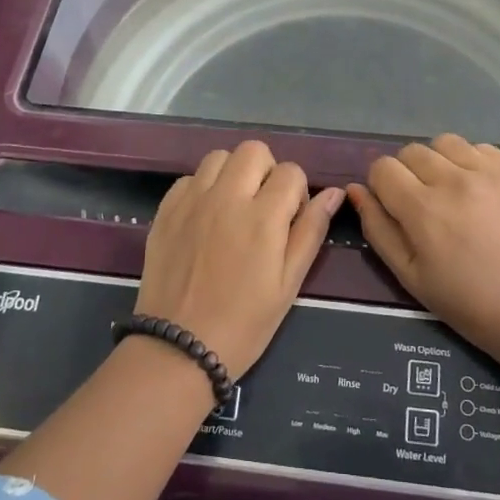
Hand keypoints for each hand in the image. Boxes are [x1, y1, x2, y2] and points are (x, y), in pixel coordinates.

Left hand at [139, 141, 344, 381]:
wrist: (179, 348)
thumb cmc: (244, 323)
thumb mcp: (288, 283)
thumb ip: (311, 232)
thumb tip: (333, 193)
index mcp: (263, 217)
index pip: (291, 171)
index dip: (297, 192)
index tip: (290, 220)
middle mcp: (226, 197)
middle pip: (253, 151)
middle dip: (266, 171)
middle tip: (263, 207)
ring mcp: (192, 201)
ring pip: (219, 157)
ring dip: (233, 174)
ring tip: (233, 208)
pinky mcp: (166, 210)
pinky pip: (190, 178)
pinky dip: (203, 188)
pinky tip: (205, 219)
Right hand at [348, 134, 499, 362]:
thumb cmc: (470, 304)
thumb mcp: (410, 276)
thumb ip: (378, 228)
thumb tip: (356, 190)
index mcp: (423, 209)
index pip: (382, 167)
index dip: (381, 187)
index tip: (394, 209)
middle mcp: (453, 180)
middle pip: (410, 151)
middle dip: (407, 174)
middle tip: (424, 207)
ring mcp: (488, 172)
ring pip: (444, 143)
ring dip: (439, 162)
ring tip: (452, 193)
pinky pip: (480, 148)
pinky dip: (471, 163)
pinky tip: (480, 192)